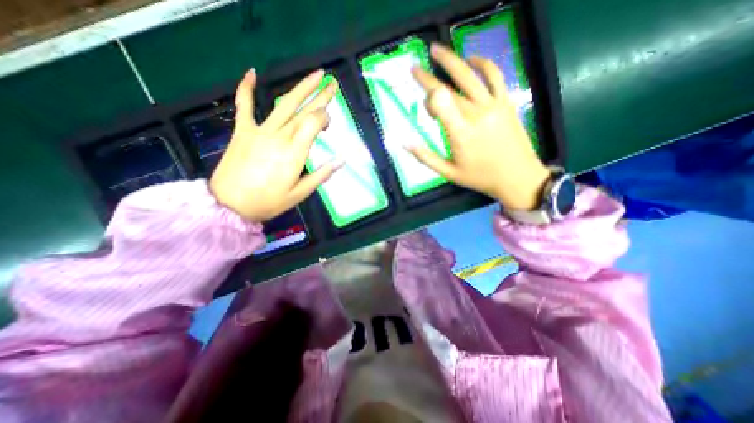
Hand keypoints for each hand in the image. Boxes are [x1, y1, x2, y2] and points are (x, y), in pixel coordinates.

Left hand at [210, 68, 343, 221]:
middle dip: (321, 96)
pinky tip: (251, 73)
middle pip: (304, 110)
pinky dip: (246, 88)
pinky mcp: (243, 130)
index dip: (324, 117)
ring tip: (316, 74)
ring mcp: (260, 130)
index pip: (314, 123)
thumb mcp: (300, 193)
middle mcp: (280, 136)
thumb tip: (341, 160)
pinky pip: (245, 106)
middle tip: (333, 83)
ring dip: (301, 87)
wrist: (230, 204)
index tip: (329, 123)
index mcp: (295, 152)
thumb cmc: (269, 201)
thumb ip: (322, 175)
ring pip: (284, 104)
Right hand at [410, 43, 552, 210]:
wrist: (517, 176)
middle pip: (449, 88)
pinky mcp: (505, 103)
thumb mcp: (448, 173)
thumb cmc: (479, 177)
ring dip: (451, 60)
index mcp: (461, 133)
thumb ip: (426, 157)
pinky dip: (483, 63)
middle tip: (415, 69)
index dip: (426, 93)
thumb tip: (405, 142)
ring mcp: (493, 105)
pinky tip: (471, 58)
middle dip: (429, 78)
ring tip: (436, 50)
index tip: (419, 95)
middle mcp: (476, 114)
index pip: (440, 101)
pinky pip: (495, 76)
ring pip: (469, 76)